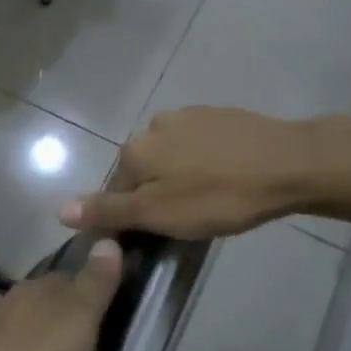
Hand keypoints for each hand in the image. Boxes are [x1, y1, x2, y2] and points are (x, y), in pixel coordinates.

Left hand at [0, 239, 123, 350]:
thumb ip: (94, 283)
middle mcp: (7, 306)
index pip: (67, 276)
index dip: (90, 286)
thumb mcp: (77, 319)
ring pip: (26, 331)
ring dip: (44, 341)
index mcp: (31, 288)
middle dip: (66, 315)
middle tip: (99, 336)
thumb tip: (108, 239)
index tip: (114, 302)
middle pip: (45, 303)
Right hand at [61, 108, 350, 239]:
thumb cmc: (220, 196)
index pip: (116, 191)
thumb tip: (59, 209)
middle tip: (187, 220)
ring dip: (181, 177)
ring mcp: (190, 116)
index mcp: (135, 149)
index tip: (158, 235)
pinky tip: (227, 177)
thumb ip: (108, 211)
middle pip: (143, 170)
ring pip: (172, 156)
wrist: (290, 163)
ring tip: (211, 199)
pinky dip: (205, 162)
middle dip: (157, 194)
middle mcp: (154, 126)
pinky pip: (200, 145)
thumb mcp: (159, 213)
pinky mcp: (221, 115)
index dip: (132, 217)